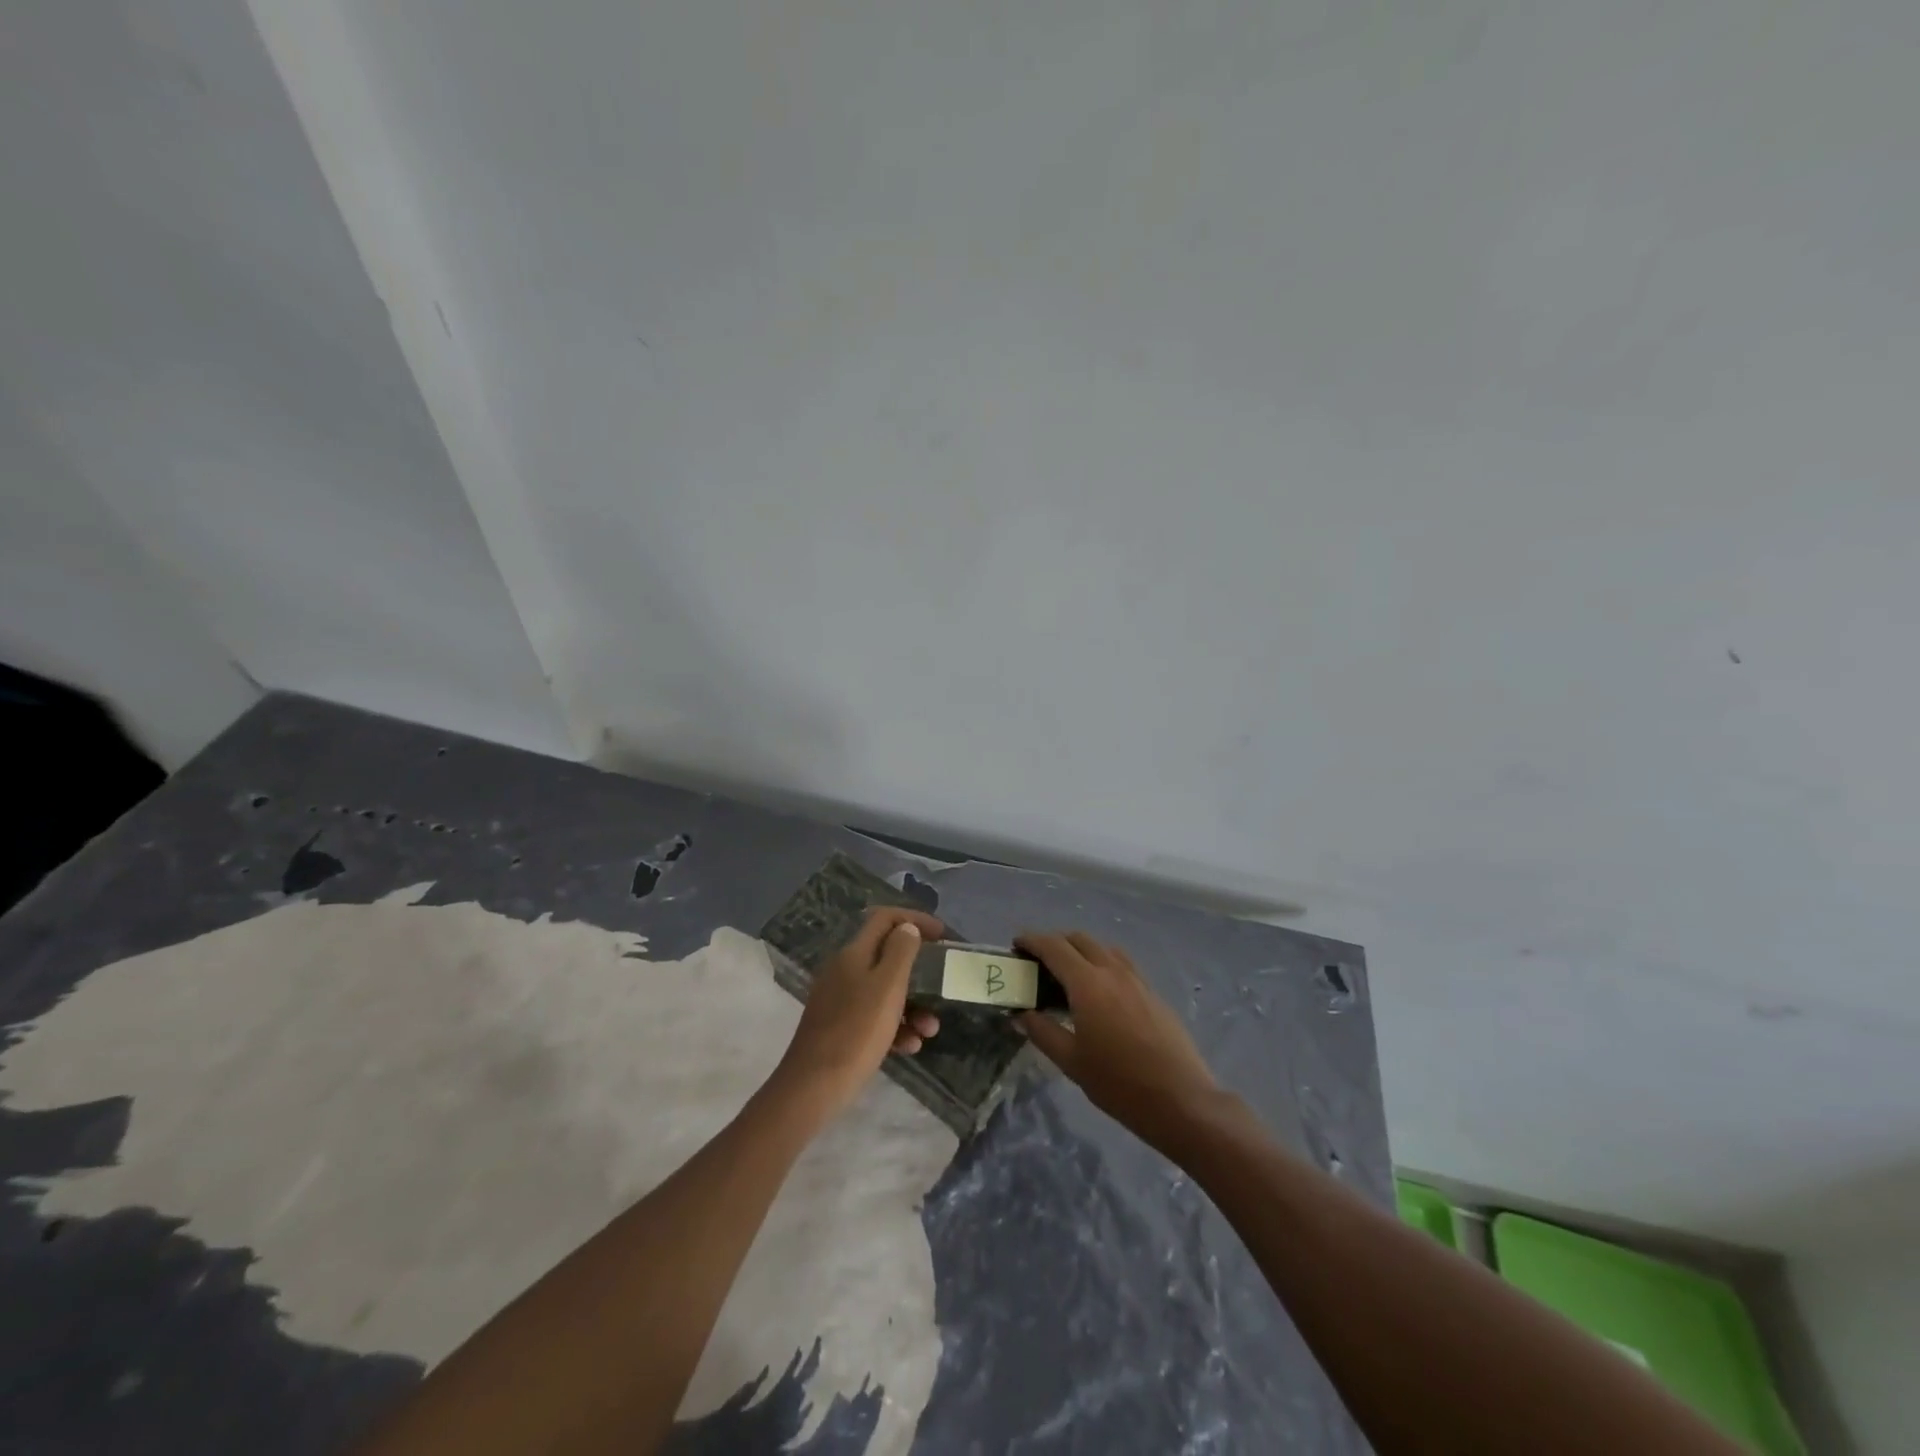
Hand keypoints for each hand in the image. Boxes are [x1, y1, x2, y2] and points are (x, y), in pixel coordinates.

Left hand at [774, 908, 944, 1119]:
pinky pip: (875, 1017)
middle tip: (942, 984)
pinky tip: (910, 1047)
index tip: (942, 936)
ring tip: (930, 1030)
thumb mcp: (887, 986)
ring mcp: (840, 1000)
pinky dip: (896, 1027)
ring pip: (885, 991)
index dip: (914, 920)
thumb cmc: (857, 1031)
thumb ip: (901, 951)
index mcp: (853, 953)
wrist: (814, 1087)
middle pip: (887, 956)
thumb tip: (907, 927)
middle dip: (919, 972)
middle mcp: (844, 970)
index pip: (885, 918)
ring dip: (913, 1006)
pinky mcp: (841, 1027)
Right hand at [1015, 932, 1222, 1151]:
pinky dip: (1103, 964)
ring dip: (1081, 950)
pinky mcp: (1153, 993)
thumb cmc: (1119, 1083)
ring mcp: (1137, 979)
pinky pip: (1122, 964)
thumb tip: (1021, 1015)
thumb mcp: (1071, 1062)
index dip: (1032, 940)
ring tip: (1068, 974)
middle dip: (1055, 942)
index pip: (1054, 947)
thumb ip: (1042, 1032)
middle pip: (1079, 939)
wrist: (1181, 1099)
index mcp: (1088, 983)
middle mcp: (1112, 971)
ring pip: (1103, 949)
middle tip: (1038, 961)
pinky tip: (1100, 992)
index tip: (1016, 944)